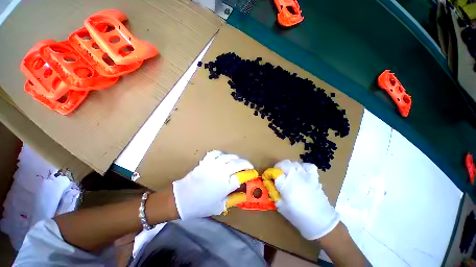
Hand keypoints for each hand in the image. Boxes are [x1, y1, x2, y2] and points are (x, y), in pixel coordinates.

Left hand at [172, 150, 255, 218]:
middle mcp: (221, 172)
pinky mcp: (206, 161)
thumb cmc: (201, 205)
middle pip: (238, 163)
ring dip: (236, 158)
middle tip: (248, 166)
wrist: (182, 199)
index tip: (253, 173)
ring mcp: (213, 165)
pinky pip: (216, 153)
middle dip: (246, 163)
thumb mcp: (220, 206)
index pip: (242, 177)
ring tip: (237, 161)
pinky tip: (223, 157)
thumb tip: (244, 194)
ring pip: (229, 156)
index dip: (249, 174)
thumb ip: (234, 199)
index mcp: (225, 185)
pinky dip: (222, 154)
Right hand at [264, 160, 339, 239]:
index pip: (274, 172)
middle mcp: (295, 176)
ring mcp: (306, 175)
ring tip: (288, 174)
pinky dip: (302, 167)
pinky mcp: (314, 177)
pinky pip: (307, 165)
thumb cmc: (298, 216)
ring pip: (293, 163)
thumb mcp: (280, 206)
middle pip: (283, 163)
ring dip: (288, 167)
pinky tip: (301, 172)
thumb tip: (269, 183)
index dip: (268, 174)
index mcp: (286, 184)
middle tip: (277, 175)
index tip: (267, 177)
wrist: (320, 221)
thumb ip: (273, 192)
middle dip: (277, 168)